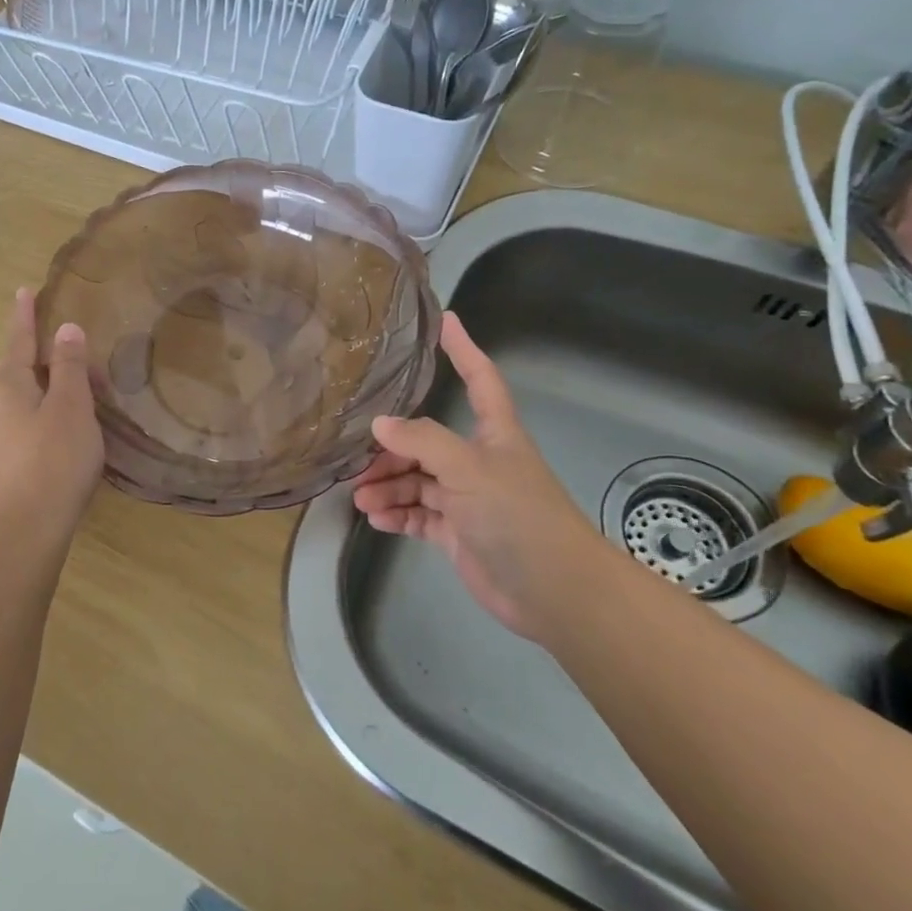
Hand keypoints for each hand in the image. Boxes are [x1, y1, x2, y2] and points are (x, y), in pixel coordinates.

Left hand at [0, 288, 104, 553]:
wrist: (20, 534)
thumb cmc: (53, 462)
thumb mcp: (72, 408)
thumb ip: (69, 367)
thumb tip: (66, 329)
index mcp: (7, 386)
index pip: (18, 340)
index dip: (24, 316)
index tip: (23, 290)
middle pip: (17, 374)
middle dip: (45, 364)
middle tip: (78, 365)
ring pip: (17, 406)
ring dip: (43, 397)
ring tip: (74, 406)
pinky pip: (17, 432)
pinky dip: (38, 425)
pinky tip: (55, 443)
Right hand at [352, 311, 607, 640]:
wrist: (554, 590)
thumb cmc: (518, 514)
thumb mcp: (468, 468)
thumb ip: (422, 441)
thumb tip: (379, 424)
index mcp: (493, 433)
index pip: (480, 378)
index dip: (464, 349)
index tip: (446, 320)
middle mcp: (478, 460)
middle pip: (427, 441)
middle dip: (392, 450)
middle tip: (358, 464)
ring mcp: (467, 498)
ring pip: (416, 480)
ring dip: (387, 487)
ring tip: (361, 500)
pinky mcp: (458, 532)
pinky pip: (418, 515)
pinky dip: (397, 515)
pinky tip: (376, 519)